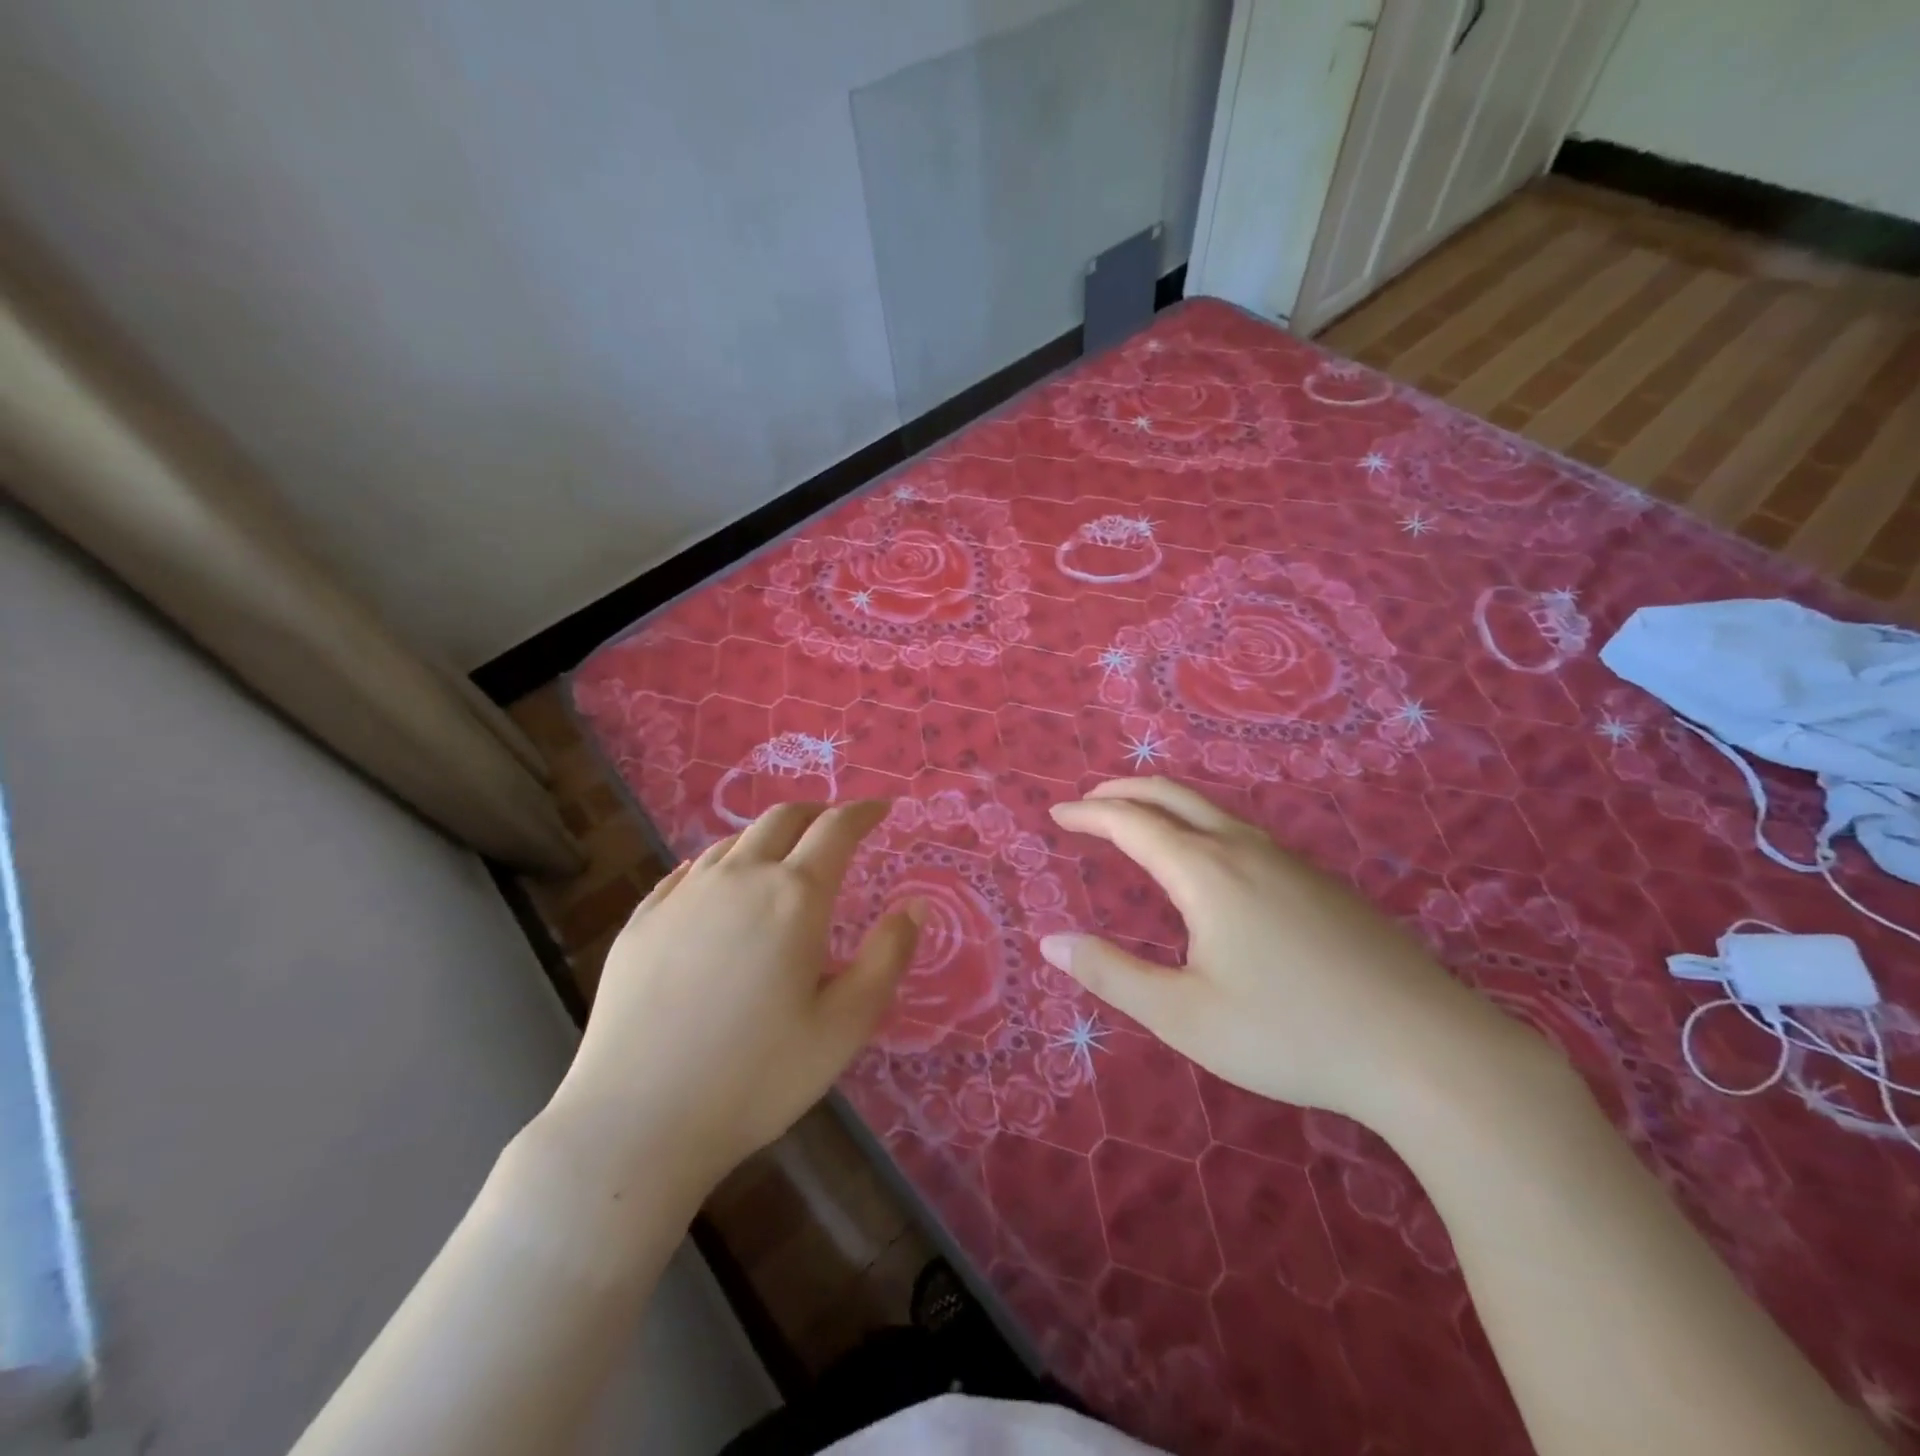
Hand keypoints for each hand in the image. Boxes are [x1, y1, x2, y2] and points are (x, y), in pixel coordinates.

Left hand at [541, 801, 920, 1202]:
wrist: (636, 1122)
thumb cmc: (757, 1077)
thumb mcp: (845, 1026)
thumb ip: (887, 958)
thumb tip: (916, 905)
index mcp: (794, 896)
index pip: (836, 829)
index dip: (863, 812)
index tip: (881, 809)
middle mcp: (738, 877)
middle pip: (782, 818)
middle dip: (817, 812)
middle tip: (835, 825)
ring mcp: (682, 895)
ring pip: (733, 841)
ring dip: (768, 837)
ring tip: (782, 856)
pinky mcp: (642, 920)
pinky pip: (689, 871)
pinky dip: (721, 864)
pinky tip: (719, 887)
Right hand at [1044, 778, 1520, 1127]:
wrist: (1425, 1049)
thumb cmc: (1289, 1033)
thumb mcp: (1184, 1016)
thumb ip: (1112, 975)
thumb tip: (1051, 941)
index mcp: (1206, 872)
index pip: (1131, 823)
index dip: (1088, 814)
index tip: (1056, 816)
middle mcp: (1244, 849)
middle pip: (1172, 795)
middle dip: (1123, 791)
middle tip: (1089, 802)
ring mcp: (1290, 861)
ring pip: (1212, 810)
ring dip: (1164, 804)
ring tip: (1139, 822)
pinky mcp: (1321, 882)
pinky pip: (1244, 831)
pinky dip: (1201, 824)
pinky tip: (1209, 862)